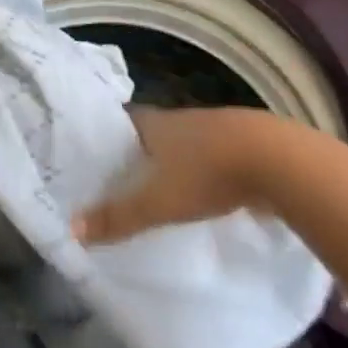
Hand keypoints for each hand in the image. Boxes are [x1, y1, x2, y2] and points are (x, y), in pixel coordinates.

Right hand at [73, 106, 294, 244]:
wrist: (276, 160)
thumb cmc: (207, 174)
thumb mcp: (157, 202)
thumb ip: (117, 217)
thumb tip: (71, 228)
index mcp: (156, 124)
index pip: (122, 121)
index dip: (107, 134)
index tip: (93, 152)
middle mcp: (182, 119)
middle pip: (152, 133)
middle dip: (139, 152)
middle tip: (121, 177)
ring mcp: (215, 129)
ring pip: (184, 144)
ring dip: (173, 162)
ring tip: (159, 188)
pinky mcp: (242, 145)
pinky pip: (212, 157)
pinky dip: (203, 172)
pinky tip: (202, 192)